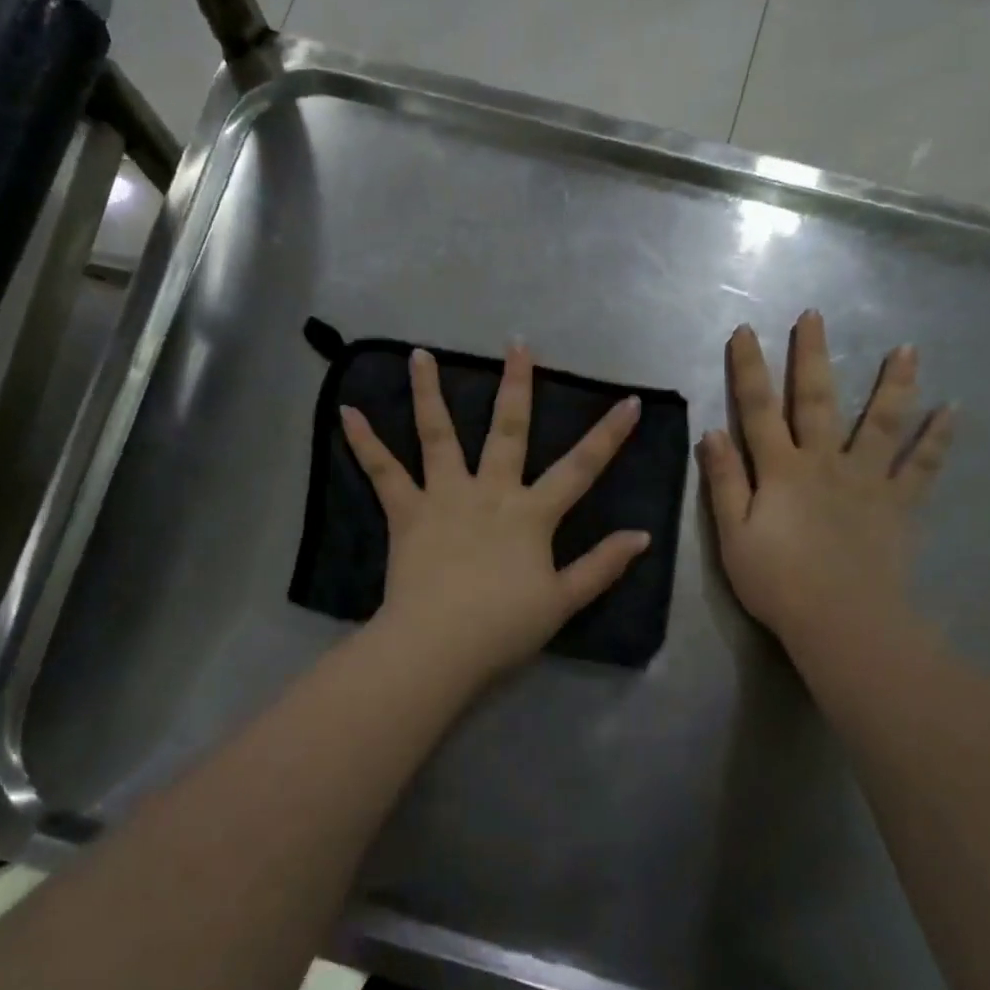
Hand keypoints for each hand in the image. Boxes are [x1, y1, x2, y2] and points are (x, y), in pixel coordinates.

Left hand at [340, 343, 650, 685]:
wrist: (439, 645)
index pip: (581, 467)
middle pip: (507, 429)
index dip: (609, 434)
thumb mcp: (564, 601)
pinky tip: (346, 411)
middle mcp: (490, 491)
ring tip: (419, 354)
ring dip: (429, 392)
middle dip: (516, 385)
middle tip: (517, 344)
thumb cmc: (504, 626)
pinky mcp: (407, 511)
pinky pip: (382, 471)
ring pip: (438, 434)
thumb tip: (642, 535)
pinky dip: (363, 441)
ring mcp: (445, 496)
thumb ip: (602, 565)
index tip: (630, 400)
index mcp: (532, 513)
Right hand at [699, 313, 953, 654]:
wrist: (842, 621)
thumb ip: (724, 481)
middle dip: (812, 356)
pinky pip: (922, 467)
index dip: (749, 369)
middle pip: (816, 400)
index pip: (758, 409)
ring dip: (892, 384)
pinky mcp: (898, 504)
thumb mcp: (733, 534)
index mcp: (780, 469)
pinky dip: (938, 439)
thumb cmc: (777, 581)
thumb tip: (713, 432)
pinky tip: (953, 410)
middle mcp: (824, 462)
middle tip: (815, 316)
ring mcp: (867, 480)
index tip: (746, 331)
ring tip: (907, 349)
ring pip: (880, 423)